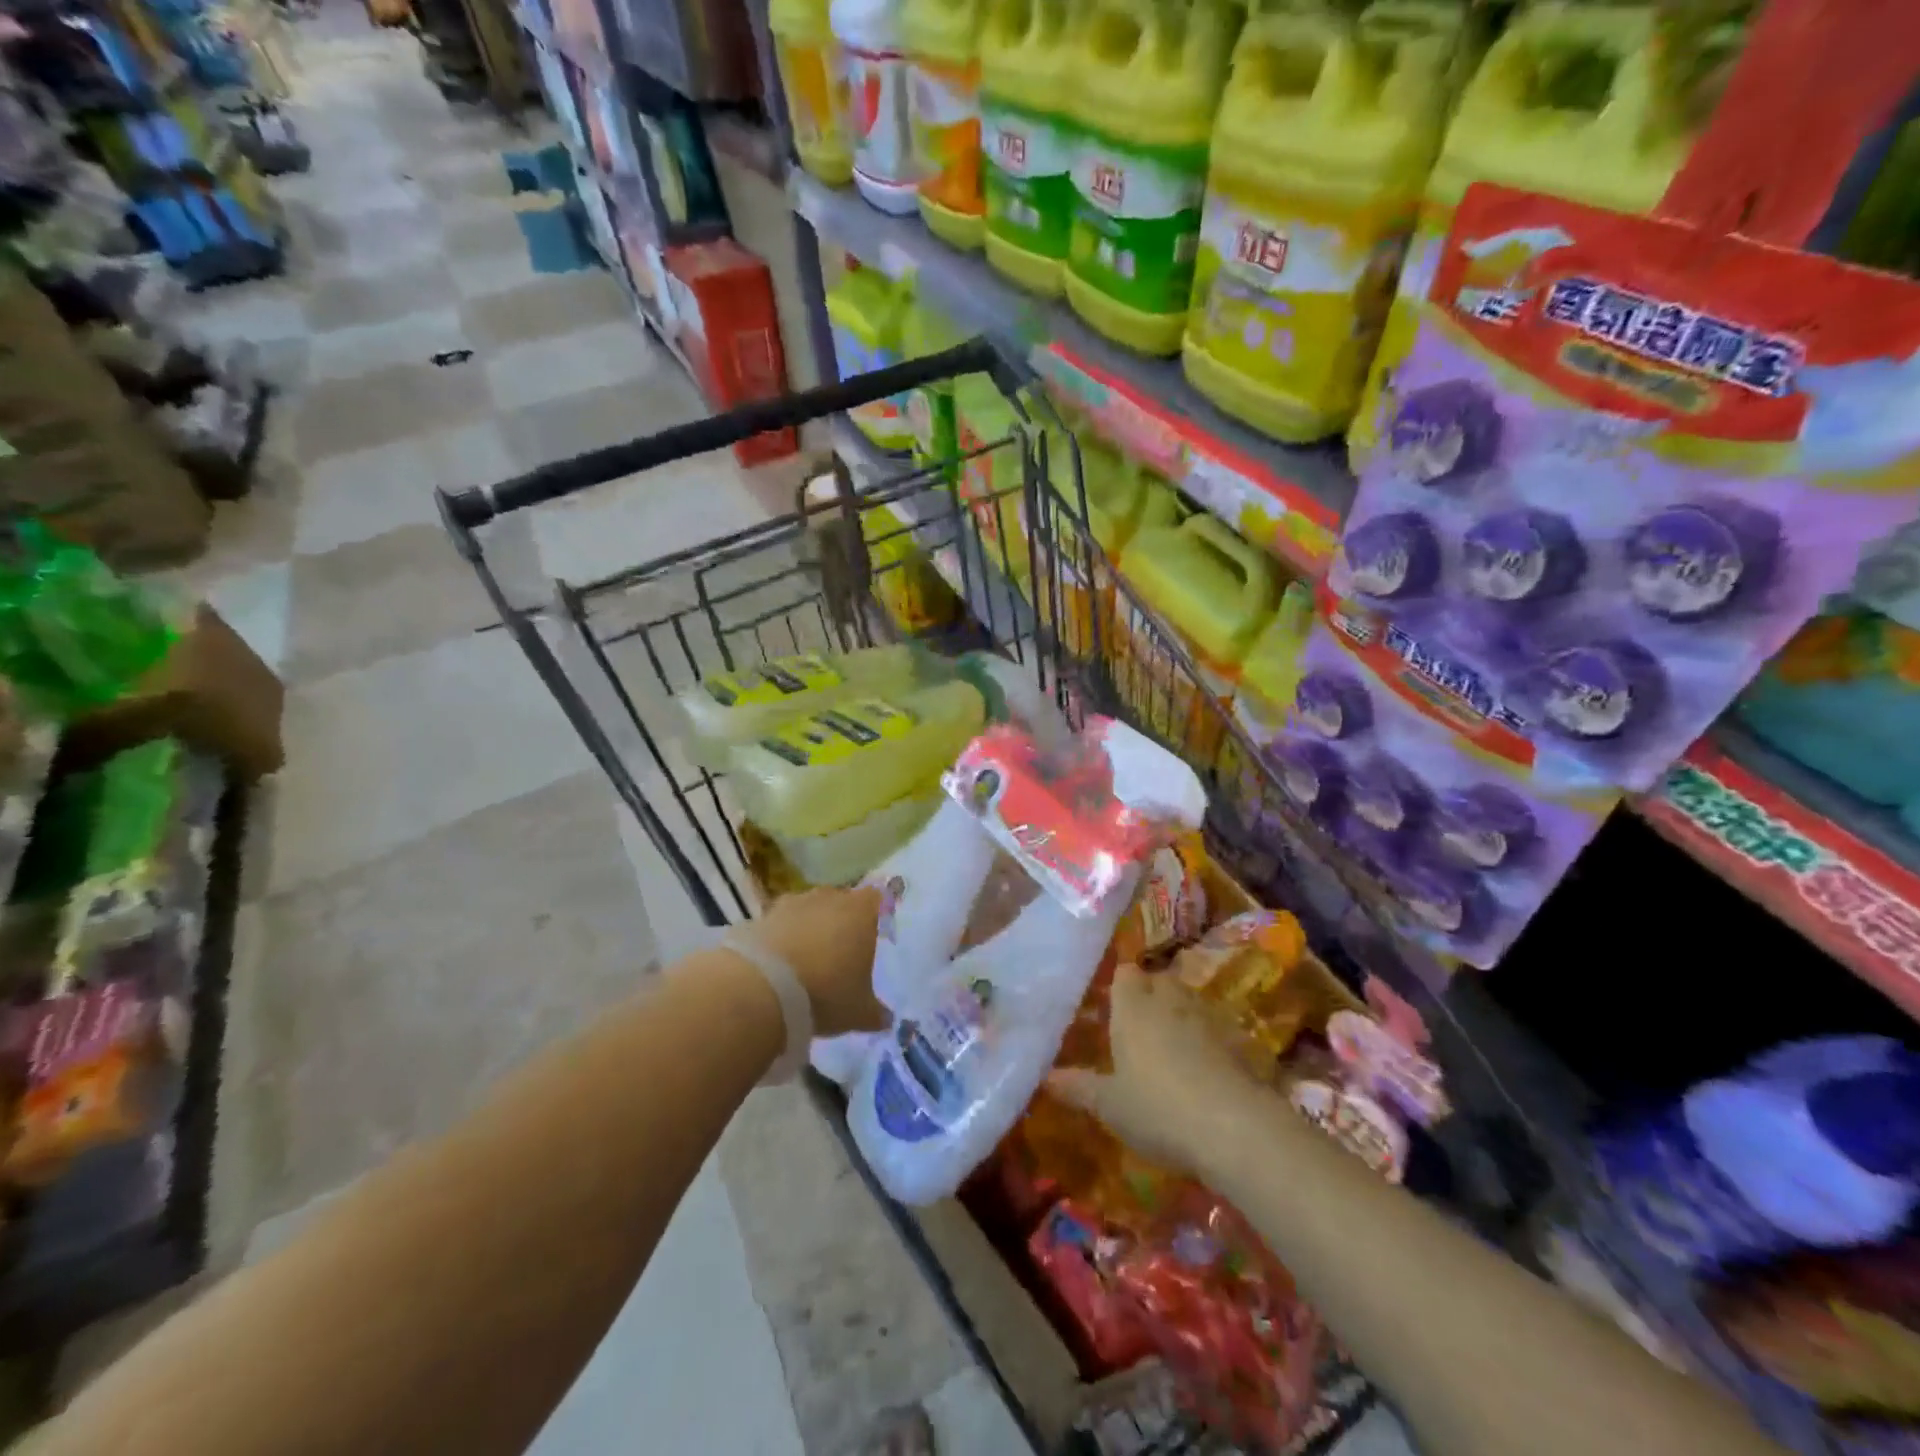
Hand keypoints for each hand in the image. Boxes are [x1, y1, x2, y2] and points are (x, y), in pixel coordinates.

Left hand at [747, 884, 885, 1036]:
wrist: (761, 988)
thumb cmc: (826, 992)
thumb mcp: (859, 1012)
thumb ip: (876, 1012)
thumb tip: (886, 1019)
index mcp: (860, 911)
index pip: (875, 898)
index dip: (873, 915)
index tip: (871, 936)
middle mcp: (829, 897)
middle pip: (840, 902)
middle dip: (840, 922)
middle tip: (840, 954)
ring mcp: (792, 903)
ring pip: (808, 911)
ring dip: (808, 928)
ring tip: (805, 962)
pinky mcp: (760, 916)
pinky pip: (779, 925)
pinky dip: (780, 939)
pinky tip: (777, 966)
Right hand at [1049, 965, 1270, 1176]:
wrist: (1235, 1128)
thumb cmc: (1158, 1108)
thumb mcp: (1109, 1105)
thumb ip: (1078, 1087)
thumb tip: (1046, 1077)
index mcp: (1133, 1006)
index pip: (1124, 973)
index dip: (1118, 986)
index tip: (1110, 1006)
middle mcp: (1170, 1000)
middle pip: (1158, 980)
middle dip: (1149, 996)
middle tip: (1137, 1026)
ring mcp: (1208, 1017)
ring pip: (1189, 1002)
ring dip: (1180, 1016)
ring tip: (1169, 1047)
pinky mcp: (1239, 1040)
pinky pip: (1216, 1029)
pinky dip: (1209, 1040)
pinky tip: (1204, 1069)